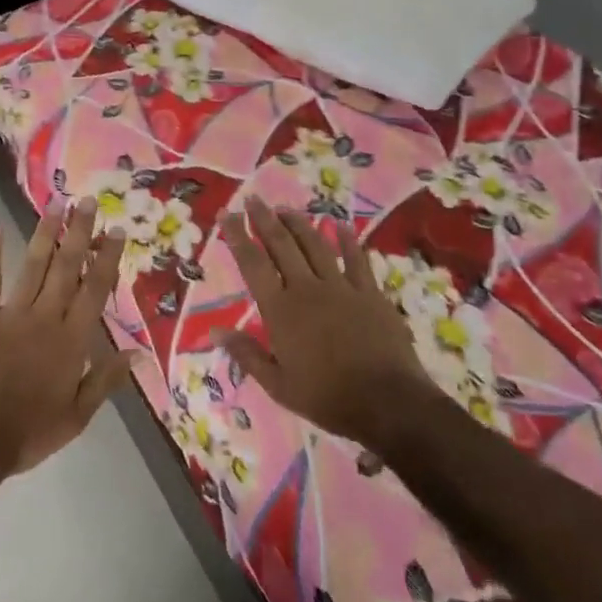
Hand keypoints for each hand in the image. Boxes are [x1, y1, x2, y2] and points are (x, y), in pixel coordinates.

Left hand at [0, 199, 137, 480]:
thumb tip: (137, 354)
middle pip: (67, 268)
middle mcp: (45, 318)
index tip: (116, 230)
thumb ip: (106, 381)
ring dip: (45, 234)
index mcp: (72, 341)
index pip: (96, 290)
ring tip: (55, 204)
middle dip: (79, 233)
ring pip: (33, 266)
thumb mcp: (78, 416)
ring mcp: (11, 315)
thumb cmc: (29, 433)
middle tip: (86, 201)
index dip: (108, 258)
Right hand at [217, 196, 434, 449]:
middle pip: (282, 245)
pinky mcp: (370, 293)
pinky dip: (347, 240)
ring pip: (316, 245)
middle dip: (265, 219)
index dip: (237, 236)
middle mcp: (307, 289)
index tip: (228, 213)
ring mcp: (341, 288)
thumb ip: (246, 354)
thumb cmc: (327, 397)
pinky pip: (356, 259)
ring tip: (285, 208)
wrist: (388, 403)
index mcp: (280, 310)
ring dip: (299, 224)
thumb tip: (214, 330)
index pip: (252, 264)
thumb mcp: (277, 385)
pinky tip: (341, 225)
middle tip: (254, 199)